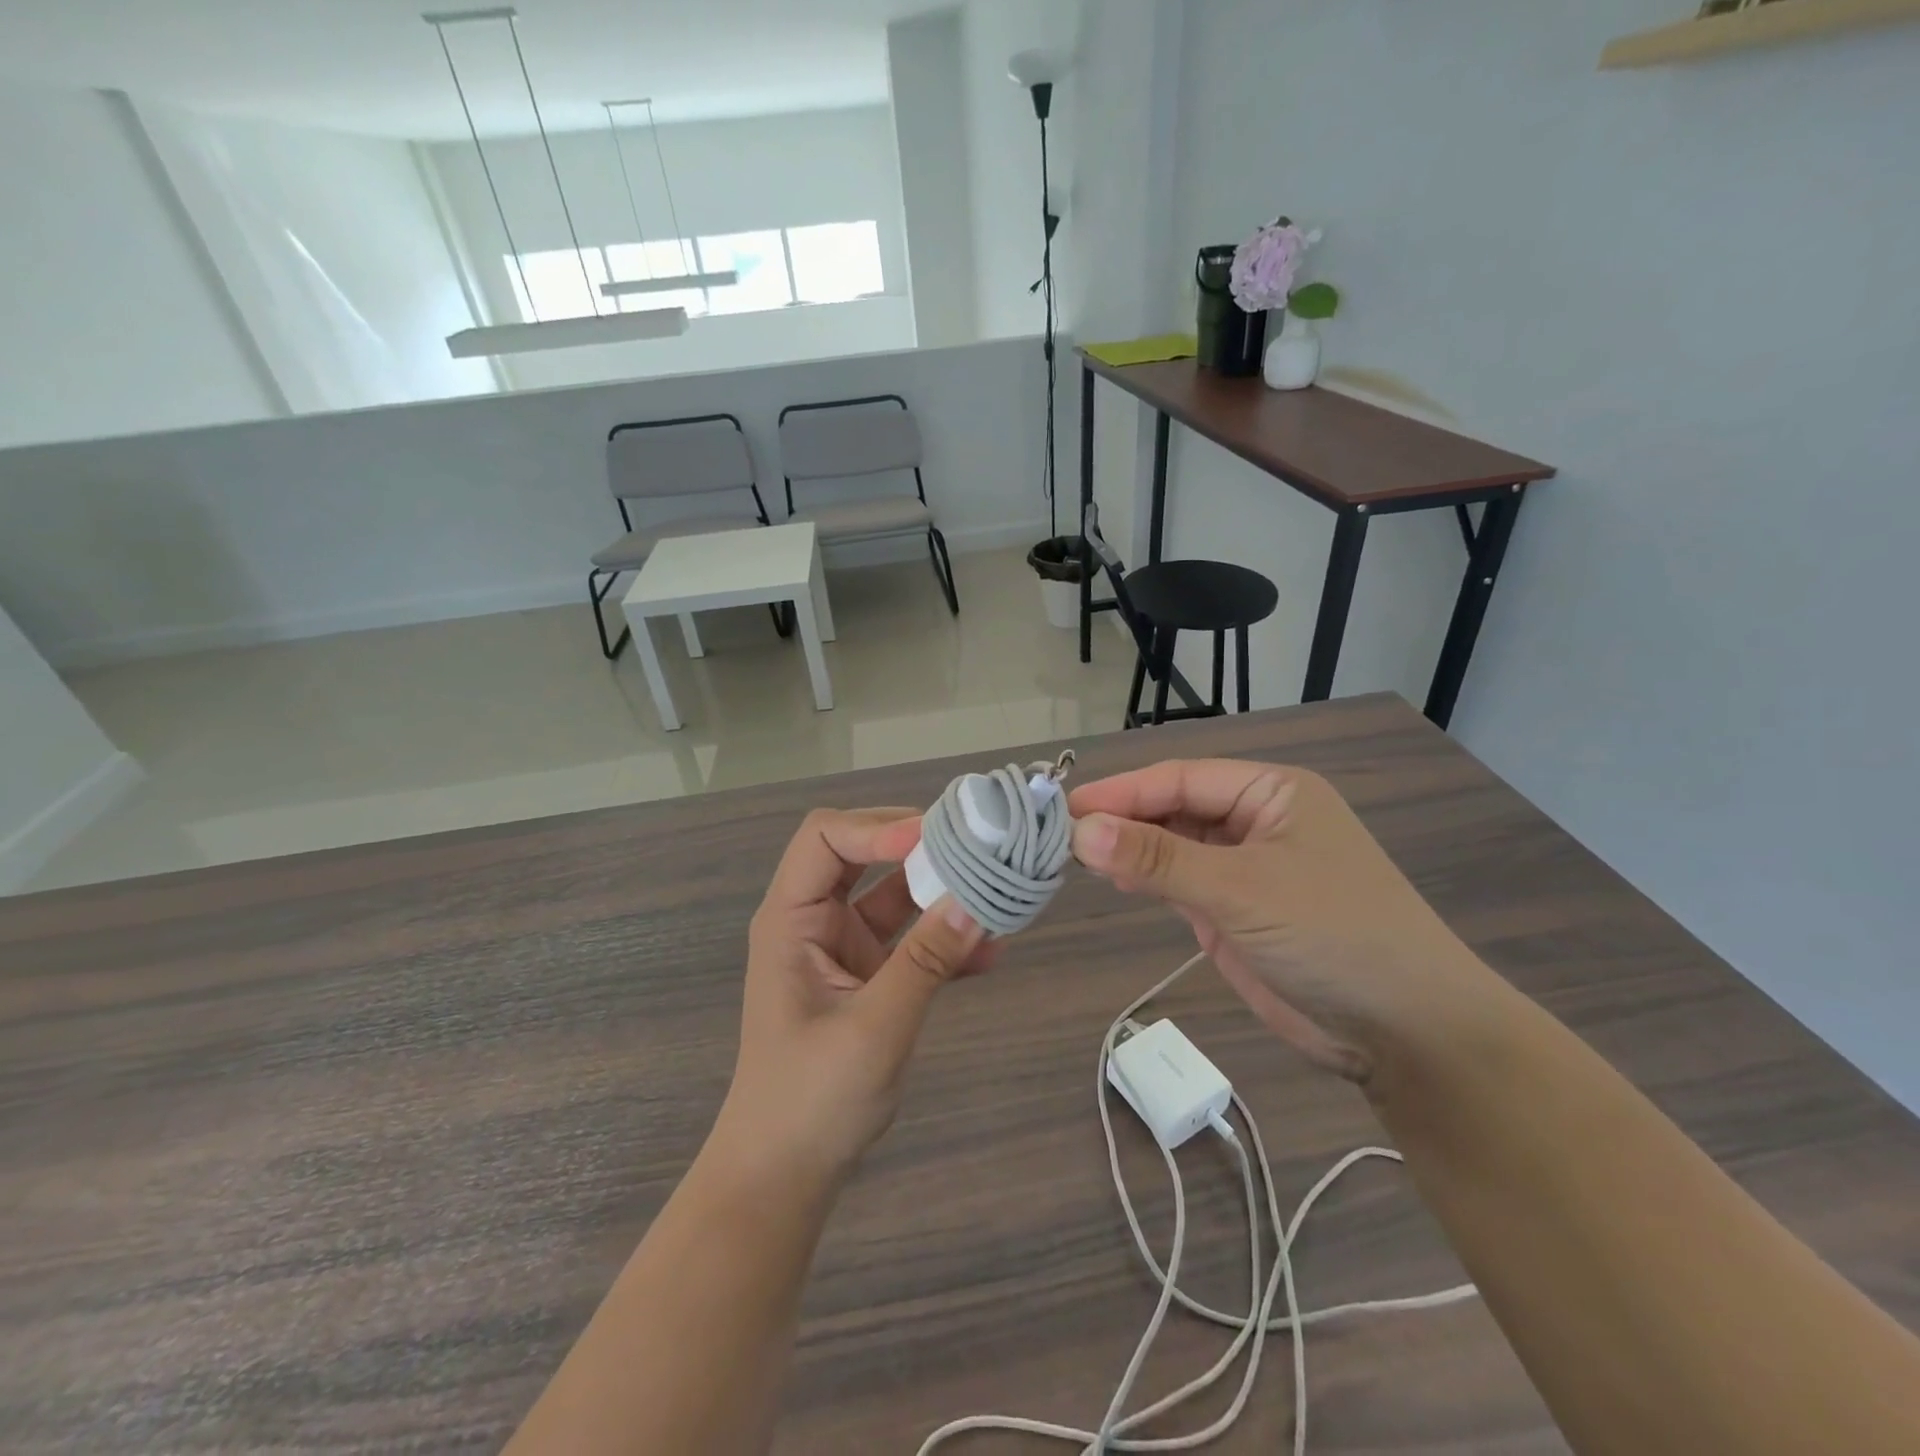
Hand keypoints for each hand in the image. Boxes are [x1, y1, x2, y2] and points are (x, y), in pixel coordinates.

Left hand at [712, 809, 990, 1189]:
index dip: (877, 828)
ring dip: (940, 893)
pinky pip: (911, 941)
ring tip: (995, 892)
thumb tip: (976, 903)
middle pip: (863, 855)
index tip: (935, 837)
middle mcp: (815, 921)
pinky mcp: (869, 977)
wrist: (786, 1174)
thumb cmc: (811, 1099)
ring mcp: (843, 949)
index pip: (825, 839)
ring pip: (894, 896)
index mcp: (792, 919)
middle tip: (975, 846)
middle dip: (917, 848)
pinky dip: (945, 941)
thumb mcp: (874, 1028)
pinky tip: (990, 954)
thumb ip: (925, 963)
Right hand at [1070, 760, 1497, 1083]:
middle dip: (1122, 820)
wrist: (1406, 1033)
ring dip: (1129, 849)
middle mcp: (1257, 821)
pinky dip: (1145, 880)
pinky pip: (1180, 883)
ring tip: (1075, 857)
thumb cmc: (1333, 935)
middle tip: (1058, 836)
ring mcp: (1246, 869)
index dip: (1121, 791)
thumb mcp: (1240, 889)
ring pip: (1172, 846)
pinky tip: (1113, 881)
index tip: (1064, 809)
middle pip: (1173, 808)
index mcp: (1271, 792)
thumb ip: (1157, 859)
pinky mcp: (1236, 912)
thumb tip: (1080, 830)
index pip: (1180, 778)